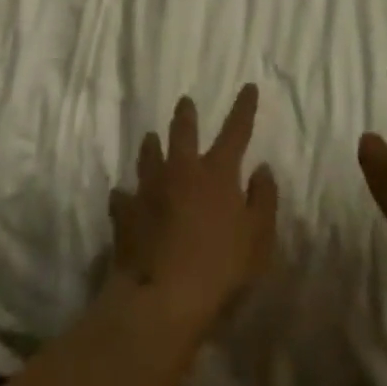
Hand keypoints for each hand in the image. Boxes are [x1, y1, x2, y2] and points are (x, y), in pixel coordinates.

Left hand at [108, 85, 278, 335]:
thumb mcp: (258, 238)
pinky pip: (123, 197)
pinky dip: (126, 195)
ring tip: (151, 138)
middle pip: (183, 132)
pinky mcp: (126, 214)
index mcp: (217, 173)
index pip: (235, 131)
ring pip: (149, 156)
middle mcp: (182, 171)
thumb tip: (262, 168)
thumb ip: (263, 199)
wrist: (162, 299)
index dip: (243, 108)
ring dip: (151, 146)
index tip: (248, 86)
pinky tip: (123, 195)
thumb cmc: (220, 269)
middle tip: (184, 102)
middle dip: (186, 115)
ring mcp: (150, 190)